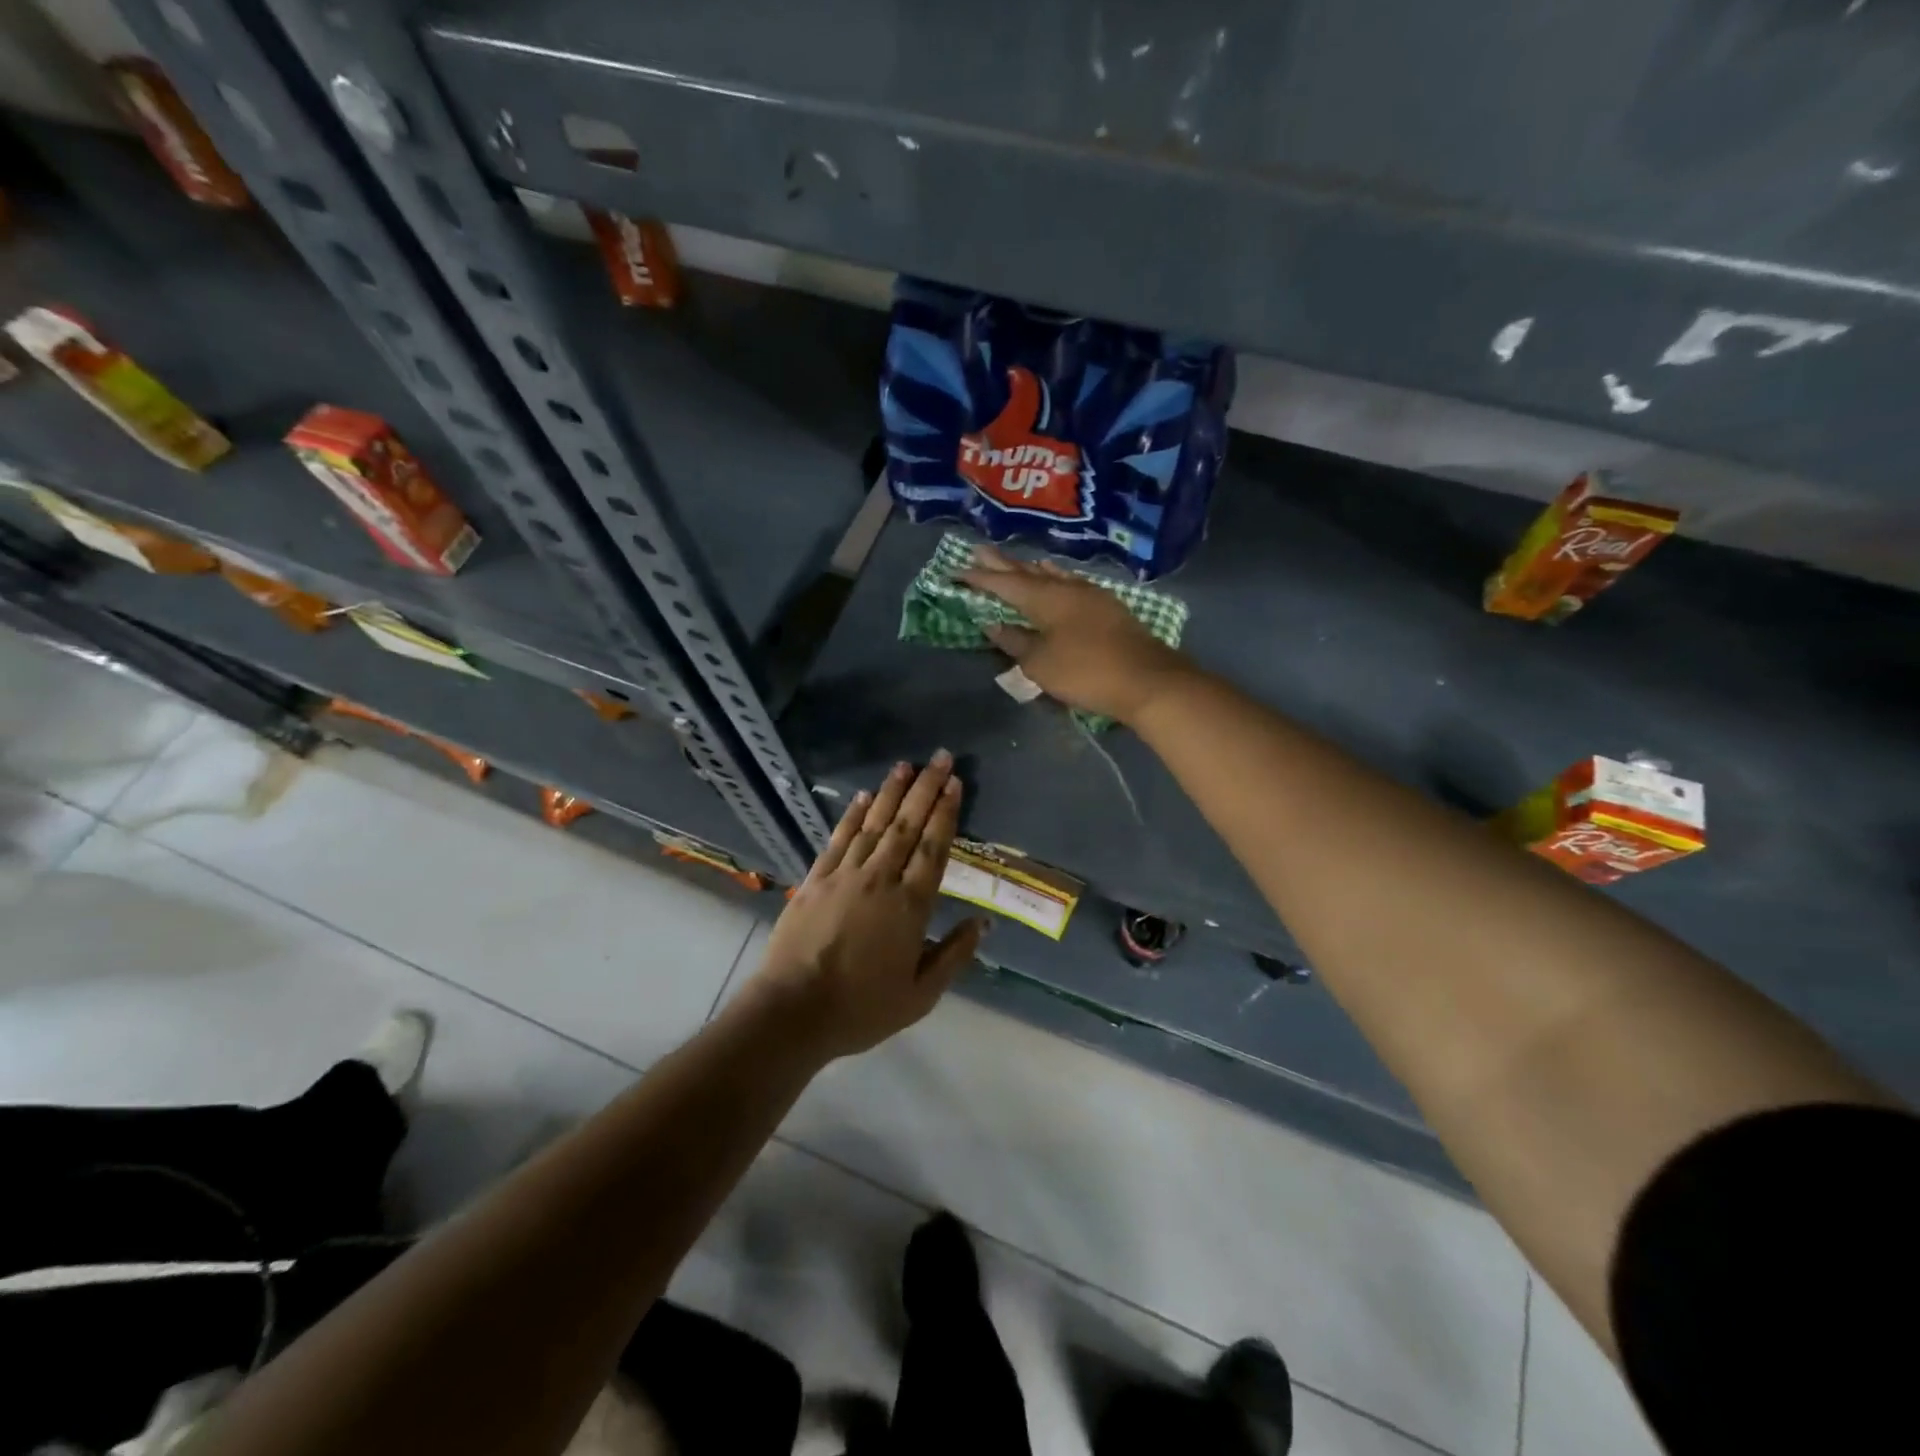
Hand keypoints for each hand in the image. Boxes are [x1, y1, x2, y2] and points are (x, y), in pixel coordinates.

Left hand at [749, 752, 985, 1059]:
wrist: (793, 1011)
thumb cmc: (862, 1009)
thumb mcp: (921, 995)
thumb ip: (954, 955)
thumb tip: (982, 923)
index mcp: (911, 906)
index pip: (933, 848)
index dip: (946, 813)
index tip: (955, 783)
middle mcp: (880, 879)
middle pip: (907, 825)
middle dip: (926, 789)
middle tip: (940, 757)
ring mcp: (844, 875)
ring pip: (874, 824)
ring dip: (891, 793)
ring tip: (906, 765)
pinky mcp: (815, 880)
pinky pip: (839, 839)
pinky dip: (852, 815)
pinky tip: (862, 797)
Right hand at [959, 545, 1195, 723]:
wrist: (1147, 680)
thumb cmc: (1086, 672)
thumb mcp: (1040, 664)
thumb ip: (1015, 642)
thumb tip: (993, 624)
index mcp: (1045, 598)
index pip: (1005, 584)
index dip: (979, 578)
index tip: (956, 570)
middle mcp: (1067, 588)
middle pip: (1028, 573)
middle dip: (1002, 564)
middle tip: (979, 551)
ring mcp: (1091, 595)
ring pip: (1053, 575)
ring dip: (1030, 569)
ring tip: (1015, 562)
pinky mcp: (1107, 607)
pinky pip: (1070, 583)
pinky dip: (1055, 579)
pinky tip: (1056, 579)